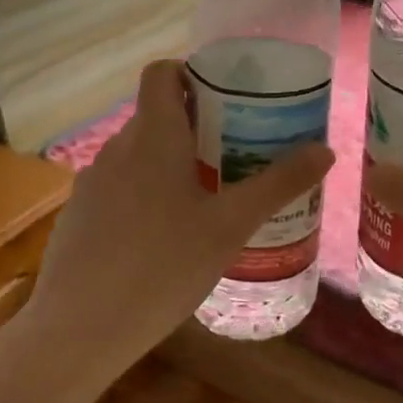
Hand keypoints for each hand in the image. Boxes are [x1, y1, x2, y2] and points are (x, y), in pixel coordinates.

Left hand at [15, 58, 335, 389]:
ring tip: (208, 200)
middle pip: (156, 116)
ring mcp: (92, 183)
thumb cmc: (162, 266)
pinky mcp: (79, 216)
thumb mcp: (230, 226)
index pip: (162, 72)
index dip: (192, 73)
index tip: (227, 100)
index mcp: (153, 135)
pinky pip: (119, 188)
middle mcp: (117, 147)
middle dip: (196, 127)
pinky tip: (165, 240)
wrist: (78, 330)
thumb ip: (278, 184)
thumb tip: (325, 151)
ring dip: (171, 164)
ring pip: (139, 156)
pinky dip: (145, 195)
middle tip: (236, 155)